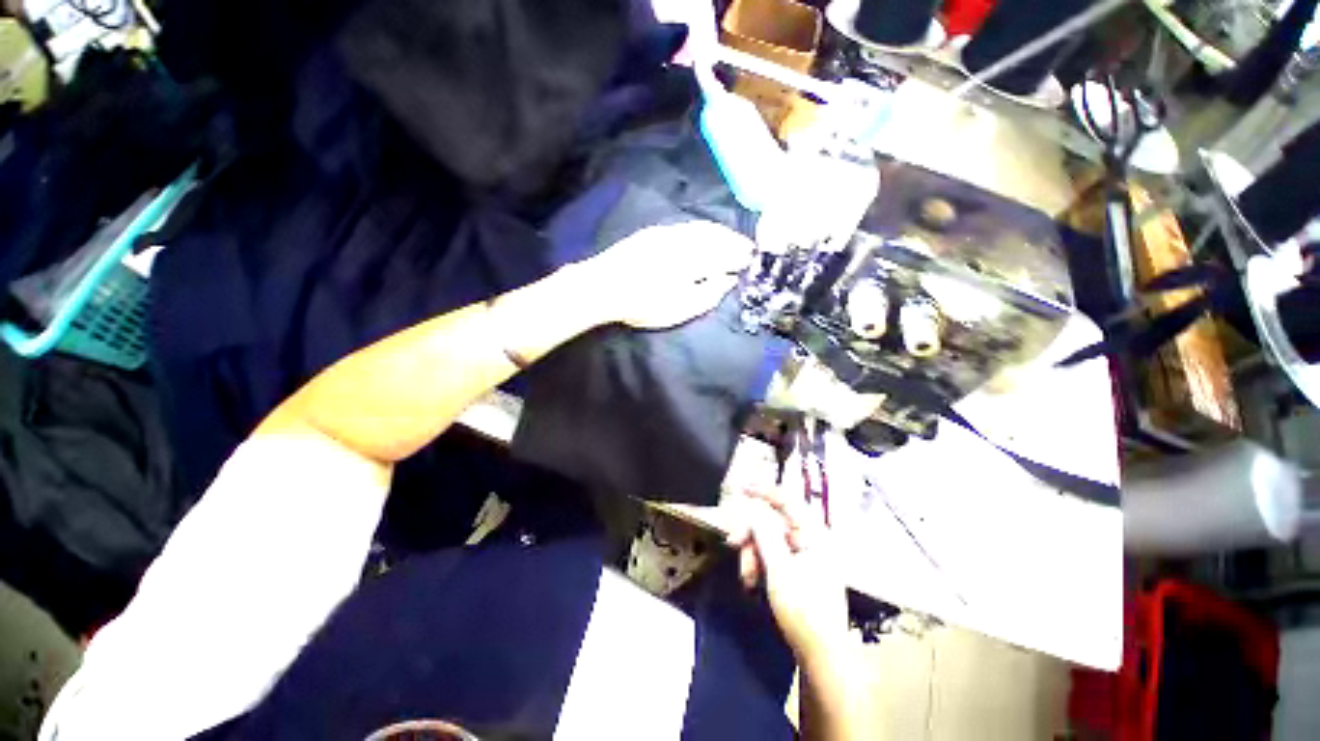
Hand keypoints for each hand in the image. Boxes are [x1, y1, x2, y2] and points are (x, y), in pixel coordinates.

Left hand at [581, 221, 753, 329]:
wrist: (604, 286)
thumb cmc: (642, 304)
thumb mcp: (679, 309)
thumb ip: (707, 294)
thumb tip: (728, 280)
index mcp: (693, 260)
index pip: (724, 254)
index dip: (740, 256)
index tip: (752, 259)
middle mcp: (684, 241)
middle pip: (716, 236)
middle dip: (734, 241)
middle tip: (747, 248)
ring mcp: (669, 233)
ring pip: (702, 228)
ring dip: (720, 233)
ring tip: (731, 239)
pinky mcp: (655, 232)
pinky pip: (687, 226)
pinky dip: (703, 229)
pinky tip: (705, 234)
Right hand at [724, 458, 849, 661]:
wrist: (822, 656)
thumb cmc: (803, 610)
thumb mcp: (779, 569)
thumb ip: (765, 534)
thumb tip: (754, 511)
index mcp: (814, 535)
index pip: (787, 501)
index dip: (762, 490)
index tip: (740, 487)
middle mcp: (812, 541)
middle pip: (774, 523)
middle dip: (751, 534)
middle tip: (732, 544)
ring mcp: (807, 557)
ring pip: (770, 541)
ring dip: (753, 554)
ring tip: (746, 577)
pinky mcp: (800, 573)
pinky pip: (775, 557)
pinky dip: (760, 565)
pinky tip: (752, 581)